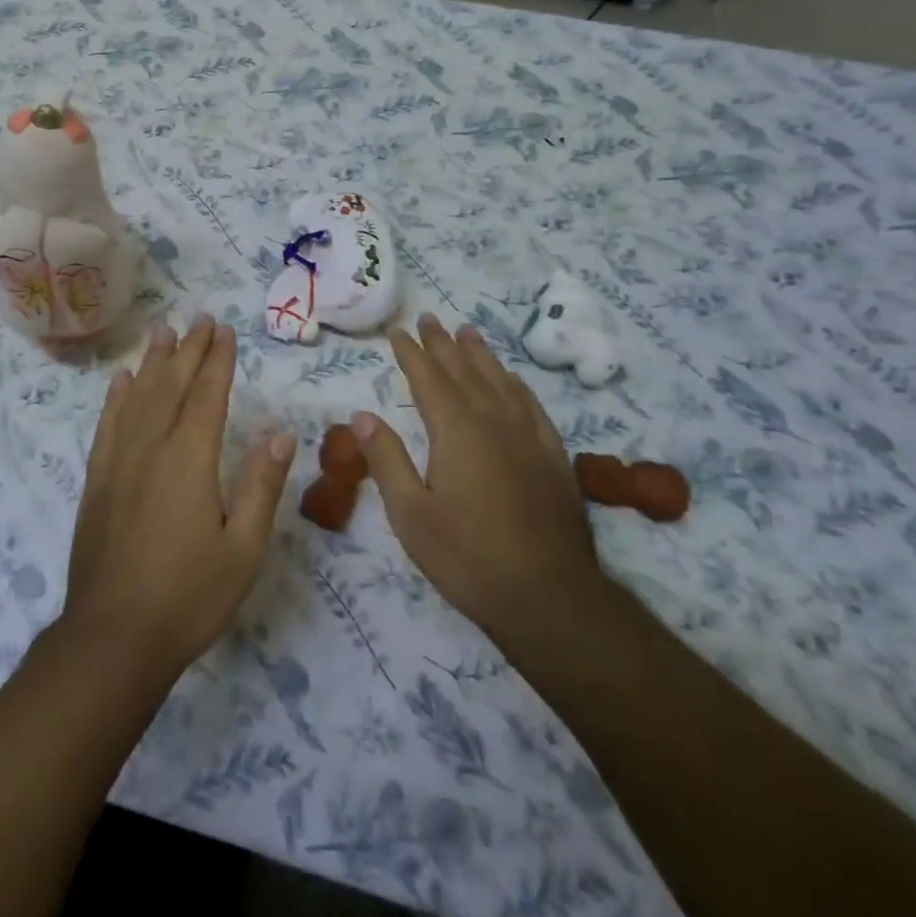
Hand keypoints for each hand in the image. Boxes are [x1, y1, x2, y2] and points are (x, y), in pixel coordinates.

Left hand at [61, 315, 295, 679]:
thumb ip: (261, 487)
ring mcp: (118, 463)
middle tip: (200, 319)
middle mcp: (151, 448)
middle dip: (188, 350)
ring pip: (137, 398)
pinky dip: (116, 398)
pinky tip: (120, 381)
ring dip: (152, 363)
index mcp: (190, 459)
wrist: (113, 637)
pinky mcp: (97, 481)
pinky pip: (107, 426)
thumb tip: (280, 435)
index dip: (217, 360)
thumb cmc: (189, 596)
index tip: (224, 330)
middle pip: (171, 386)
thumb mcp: (243, 550)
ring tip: (162, 332)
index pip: (207, 395)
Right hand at [350, 314, 604, 656]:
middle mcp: (495, 422)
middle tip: (429, 318)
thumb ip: (386, 460)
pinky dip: (515, 384)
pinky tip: (512, 381)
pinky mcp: (554, 458)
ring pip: (501, 381)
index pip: (429, 379)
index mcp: (457, 431)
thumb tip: (362, 415)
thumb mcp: (411, 514)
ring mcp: (530, 438)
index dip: (412, 353)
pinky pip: (531, 405)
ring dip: (480, 355)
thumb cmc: (468, 557)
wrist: (551, 598)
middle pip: (465, 371)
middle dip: (443, 344)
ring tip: (467, 332)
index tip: (399, 332)